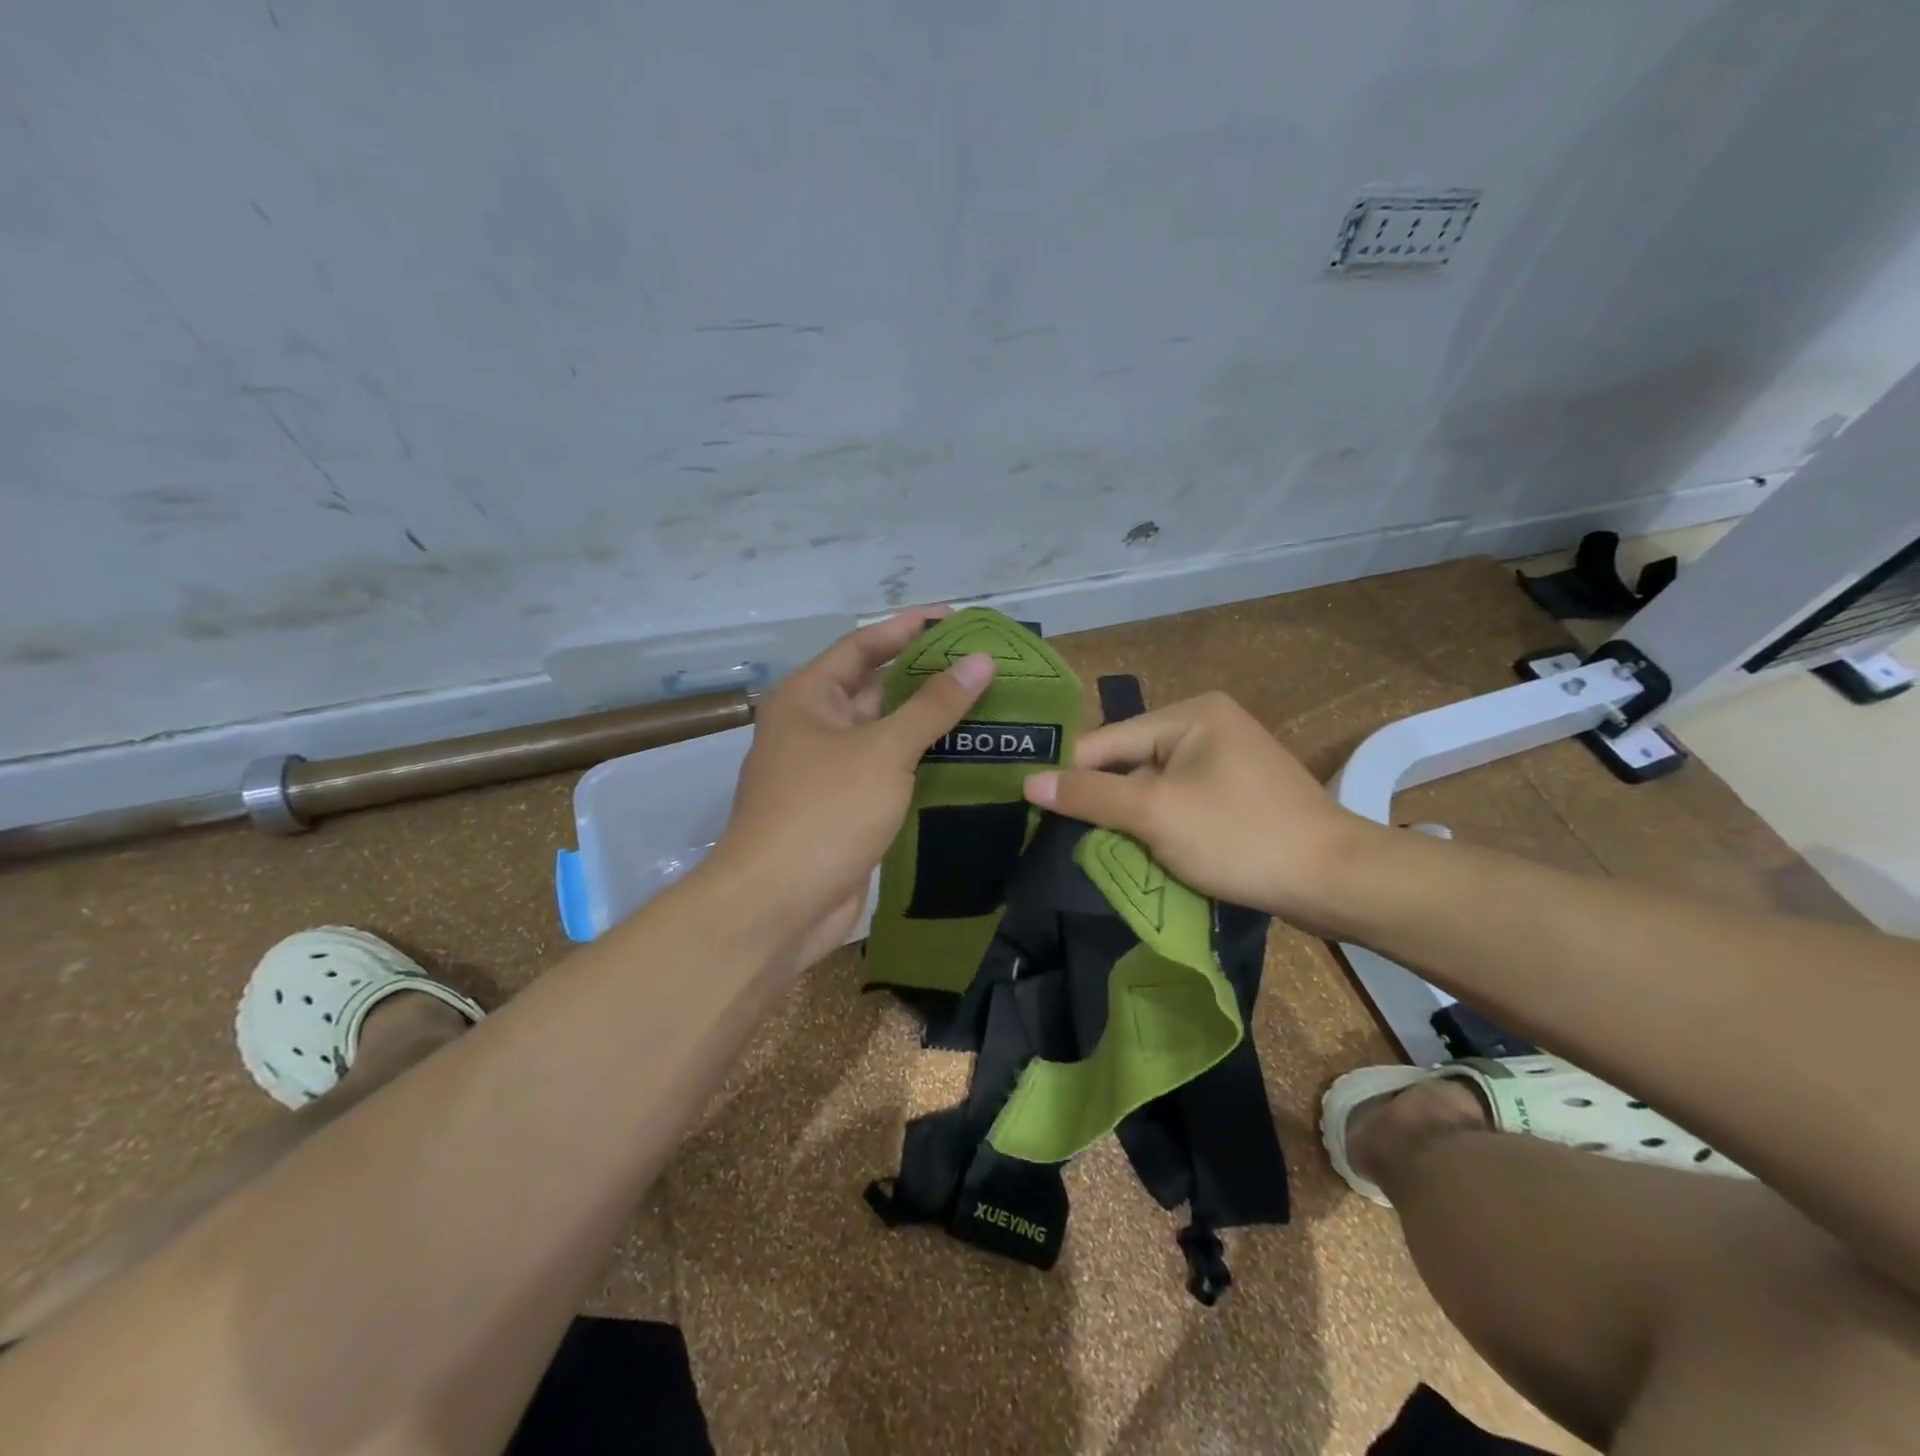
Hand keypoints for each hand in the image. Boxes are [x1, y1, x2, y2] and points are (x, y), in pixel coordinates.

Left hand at [708, 610, 994, 961]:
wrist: (778, 905)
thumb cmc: (824, 811)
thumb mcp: (883, 750)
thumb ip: (932, 706)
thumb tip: (980, 660)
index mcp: (808, 697)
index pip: (863, 646)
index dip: (909, 629)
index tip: (957, 620)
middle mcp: (815, 727)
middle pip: (877, 689)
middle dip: (926, 677)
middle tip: (985, 667)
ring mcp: (830, 771)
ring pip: (886, 734)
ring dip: (930, 723)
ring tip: (989, 707)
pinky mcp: (846, 809)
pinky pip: (890, 773)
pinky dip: (922, 764)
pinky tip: (967, 759)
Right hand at [1022, 690, 1376, 923]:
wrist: (1336, 881)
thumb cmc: (1240, 836)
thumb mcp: (1155, 814)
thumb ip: (1090, 796)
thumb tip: (1028, 781)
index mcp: (1189, 713)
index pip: (1106, 739)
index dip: (1070, 776)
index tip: (1032, 809)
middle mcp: (1206, 724)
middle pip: (1129, 762)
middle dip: (1104, 802)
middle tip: (1064, 838)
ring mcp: (1225, 759)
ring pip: (1152, 786)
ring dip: (1129, 819)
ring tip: (1098, 850)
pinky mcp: (1237, 793)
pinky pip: (1179, 802)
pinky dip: (1158, 826)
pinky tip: (1143, 852)